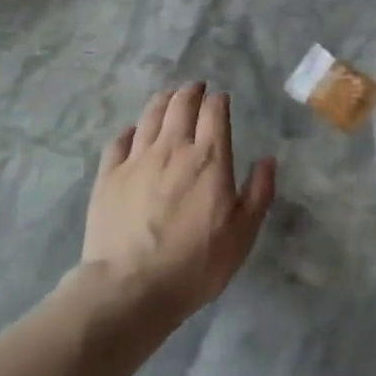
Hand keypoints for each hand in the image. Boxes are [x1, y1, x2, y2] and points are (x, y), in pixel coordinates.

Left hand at [80, 83, 274, 321]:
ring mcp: (136, 159)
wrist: (130, 287)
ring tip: (169, 97)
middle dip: (191, 91)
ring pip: (150, 115)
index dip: (219, 101)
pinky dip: (130, 130)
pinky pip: (119, 140)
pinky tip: (133, 132)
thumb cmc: (195, 263)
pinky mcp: (108, 175)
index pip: (214, 112)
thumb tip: (267, 159)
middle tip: (195, 88)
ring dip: (163, 100)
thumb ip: (259, 192)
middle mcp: (172, 148)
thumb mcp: (242, 234)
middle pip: (180, 104)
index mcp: (209, 158)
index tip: (221, 100)